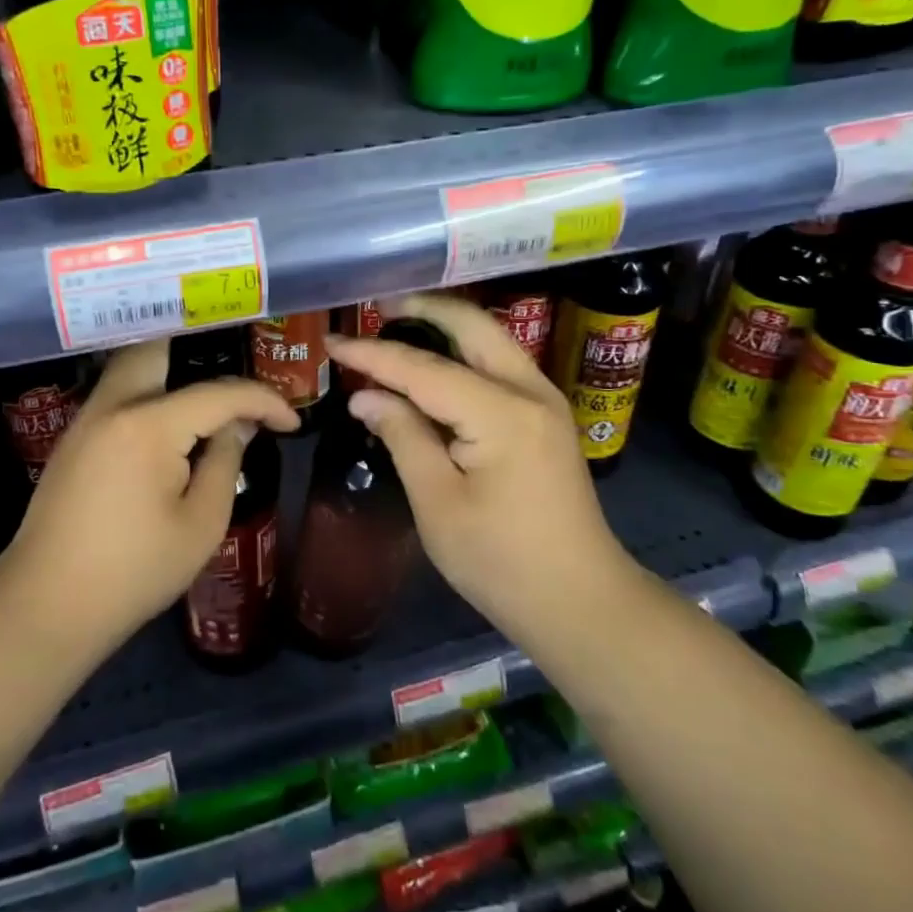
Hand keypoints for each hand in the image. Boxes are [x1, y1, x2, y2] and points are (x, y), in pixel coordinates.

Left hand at [3, 340, 299, 652]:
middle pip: (155, 346)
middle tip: (237, 365)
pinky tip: (170, 418)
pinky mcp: (74, 439)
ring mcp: (86, 420)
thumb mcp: (201, 523)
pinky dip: (149, 390)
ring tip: (210, 390)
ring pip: (131, 366)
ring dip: (171, 367)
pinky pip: (117, 394)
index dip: (263, 401)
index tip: (291, 422)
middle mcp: (112, 406)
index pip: (218, 394)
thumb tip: (237, 425)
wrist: (48, 606)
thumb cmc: (135, 571)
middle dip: (201, 345)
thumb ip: (225, 461)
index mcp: (148, 425)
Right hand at [325, 293, 635, 631]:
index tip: (331, 342)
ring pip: (490, 339)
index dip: (373, 354)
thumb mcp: (437, 503)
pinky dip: (461, 352)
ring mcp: (544, 400)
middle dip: (421, 309)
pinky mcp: (546, 416)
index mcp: (502, 414)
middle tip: (373, 310)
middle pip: (472, 326)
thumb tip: (366, 397)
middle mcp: (531, 391)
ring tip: (395, 326)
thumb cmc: (500, 562)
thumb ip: (402, 437)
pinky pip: (498, 364)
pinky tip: (432, 363)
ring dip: (443, 326)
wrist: (580, 602)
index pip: (424, 368)